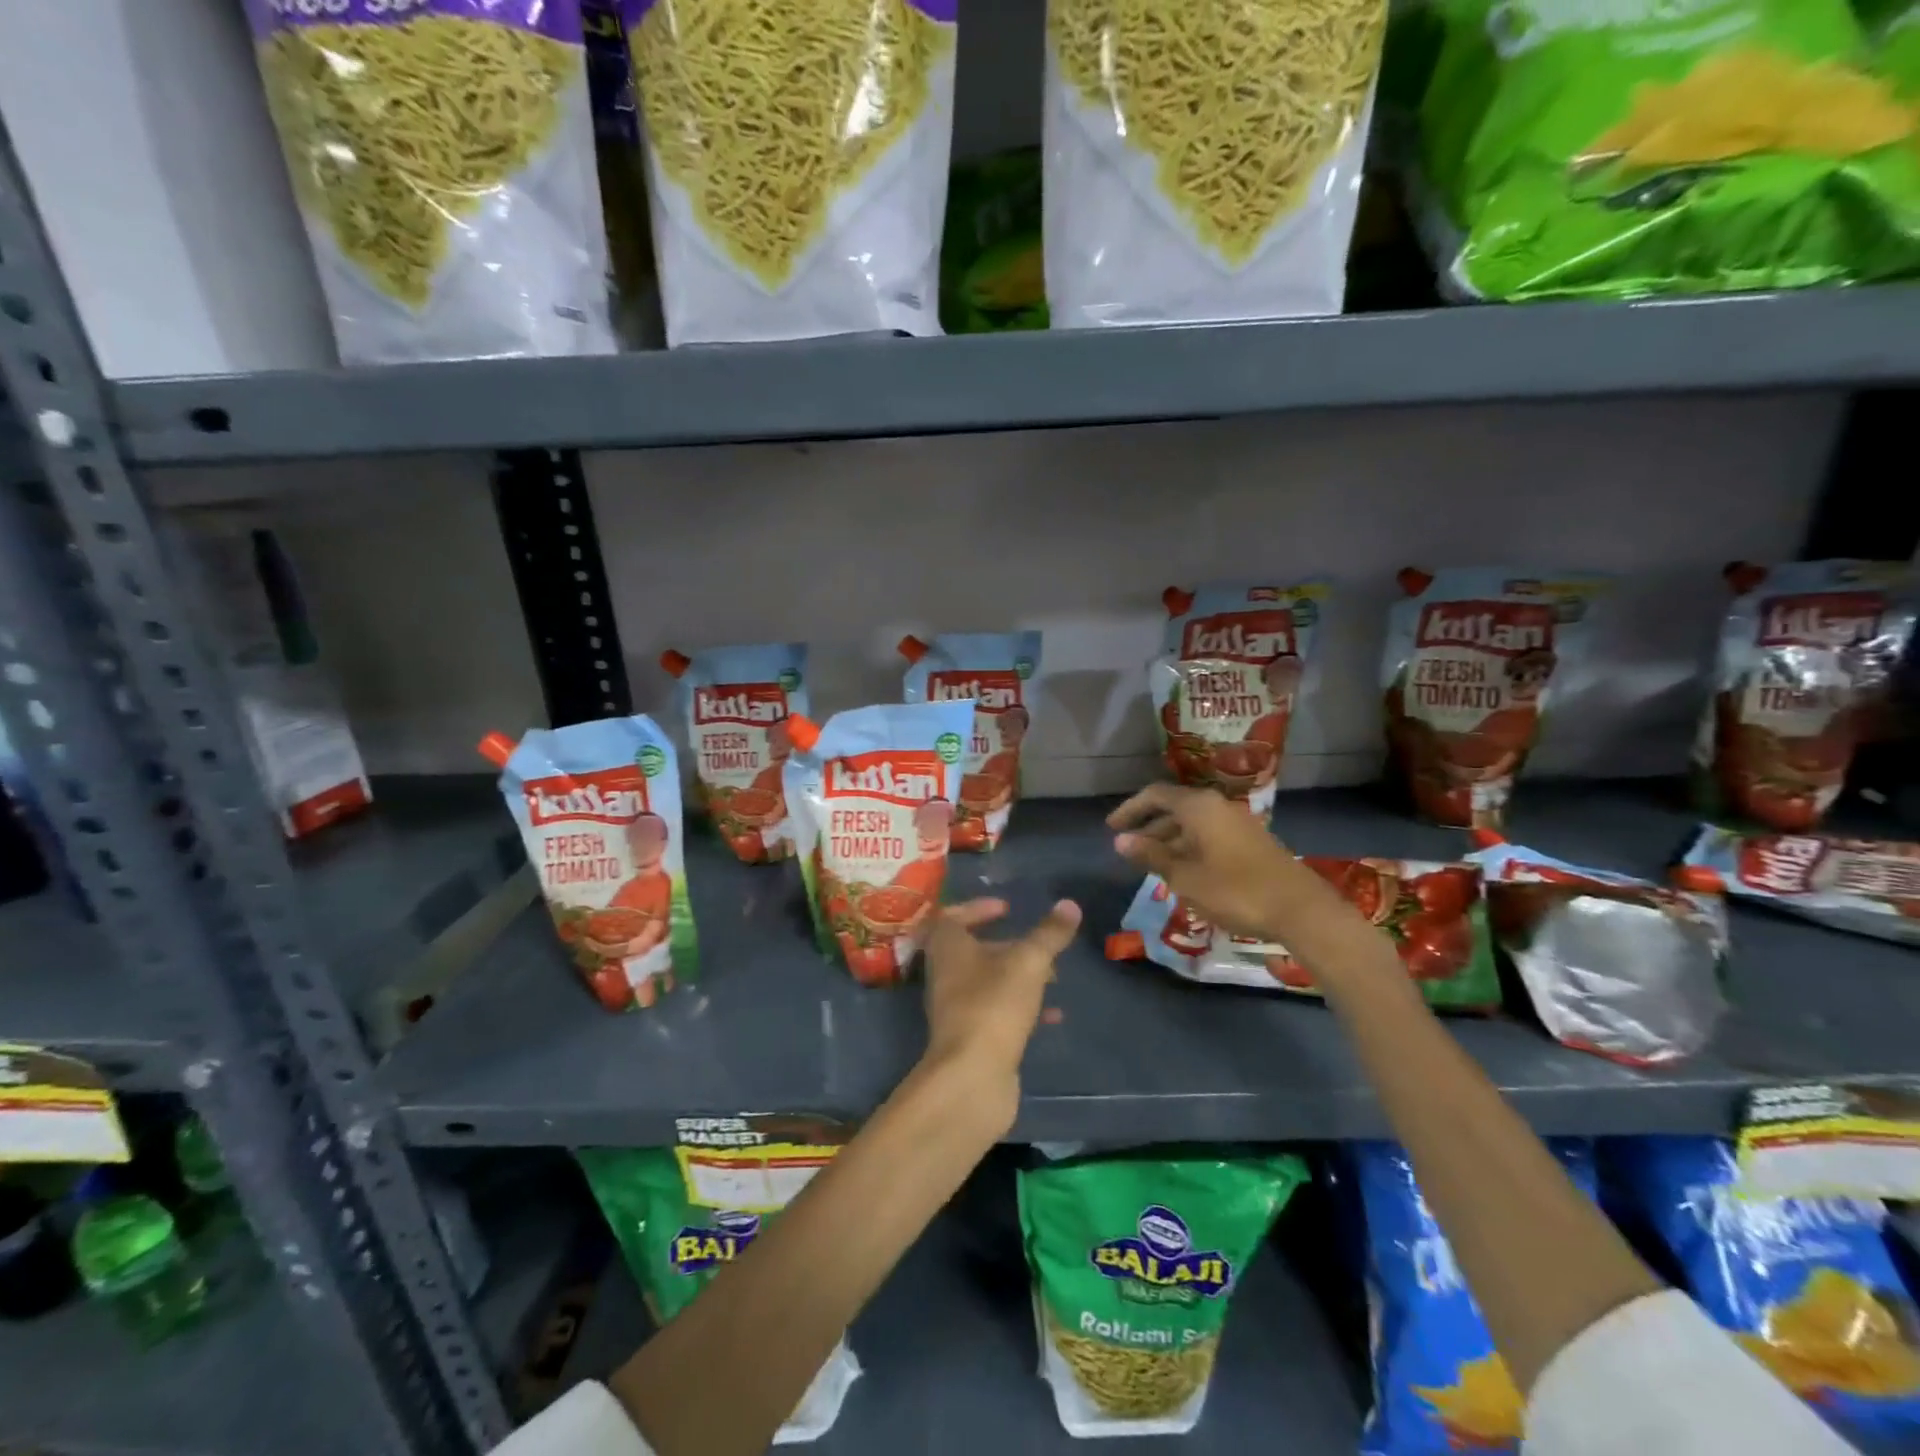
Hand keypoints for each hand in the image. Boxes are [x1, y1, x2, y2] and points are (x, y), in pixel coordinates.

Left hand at [921, 897, 1080, 1105]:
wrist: (971, 1077)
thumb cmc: (993, 1005)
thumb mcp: (1028, 962)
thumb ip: (1049, 934)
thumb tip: (1070, 904)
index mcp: (948, 947)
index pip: (952, 916)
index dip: (978, 908)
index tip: (1008, 908)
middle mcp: (946, 974)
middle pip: (973, 950)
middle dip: (1008, 946)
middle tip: (1039, 947)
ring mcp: (956, 1009)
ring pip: (987, 982)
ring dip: (1018, 977)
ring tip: (1053, 977)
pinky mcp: (971, 1038)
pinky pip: (996, 1013)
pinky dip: (1023, 1009)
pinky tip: (1053, 1017)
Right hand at [1108, 784, 1301, 940]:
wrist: (1299, 908)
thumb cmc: (1234, 890)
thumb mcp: (1185, 877)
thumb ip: (1151, 856)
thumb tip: (1120, 841)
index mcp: (1198, 807)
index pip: (1155, 795)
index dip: (1131, 809)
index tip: (1111, 827)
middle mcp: (1217, 806)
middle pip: (1174, 808)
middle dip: (1148, 826)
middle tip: (1127, 848)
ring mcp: (1236, 823)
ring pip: (1192, 823)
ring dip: (1168, 839)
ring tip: (1149, 863)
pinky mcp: (1249, 841)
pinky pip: (1208, 834)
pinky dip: (1188, 846)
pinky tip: (1182, 870)